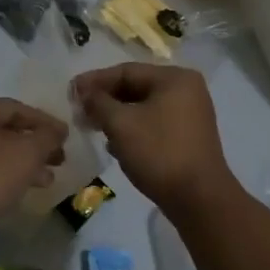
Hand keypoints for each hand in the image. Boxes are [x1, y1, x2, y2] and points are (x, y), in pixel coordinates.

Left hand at [0, 99, 67, 233]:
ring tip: (46, 181)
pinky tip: (18, 191)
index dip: (45, 121)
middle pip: (6, 130)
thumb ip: (46, 137)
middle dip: (36, 145)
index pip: (17, 108)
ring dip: (23, 164)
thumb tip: (56, 130)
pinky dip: (4, 176)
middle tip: (59, 160)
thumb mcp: (27, 152)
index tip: (66, 137)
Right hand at [74, 64, 235, 213]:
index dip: (95, 80)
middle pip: (136, 87)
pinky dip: (133, 129)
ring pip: (144, 107)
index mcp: (175, 78)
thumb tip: (83, 92)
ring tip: (93, 128)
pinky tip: (115, 145)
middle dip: (105, 100)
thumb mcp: (121, 124)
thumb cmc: (159, 153)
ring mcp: (190, 114)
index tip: (71, 92)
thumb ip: (98, 103)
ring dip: (117, 116)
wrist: (199, 198)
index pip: (127, 71)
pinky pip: (154, 123)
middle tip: (79, 112)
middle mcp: (187, 90)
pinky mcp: (188, 137)